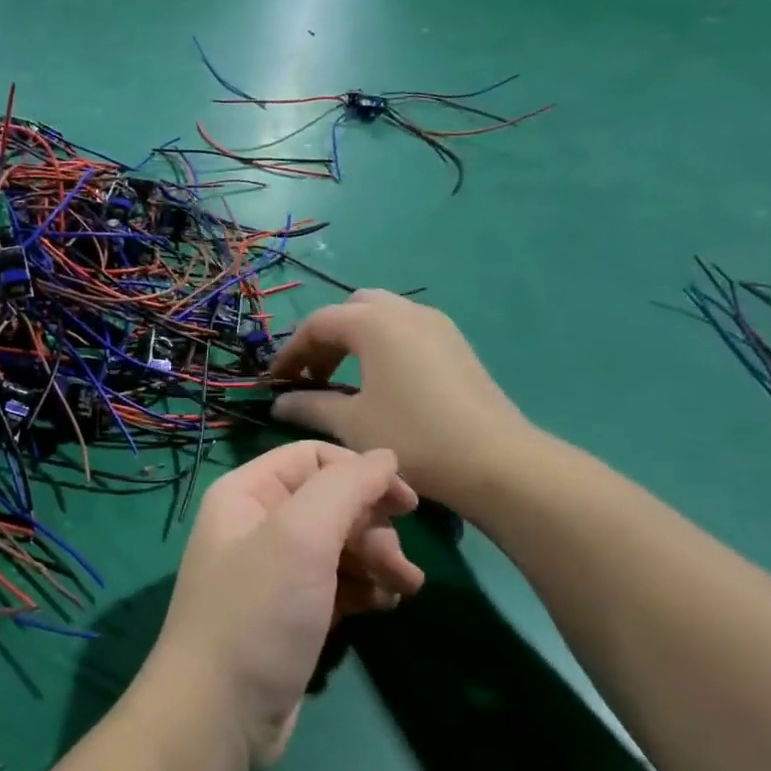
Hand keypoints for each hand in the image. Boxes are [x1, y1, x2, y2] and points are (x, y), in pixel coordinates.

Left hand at [140, 442, 422, 770]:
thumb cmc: (258, 613)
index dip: (362, 472)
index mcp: (247, 494)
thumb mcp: (302, 536)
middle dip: (373, 527)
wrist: (218, 715)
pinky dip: (363, 589)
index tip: (407, 503)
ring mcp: (272, 573)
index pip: (313, 458)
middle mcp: (257, 525)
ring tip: (405, 589)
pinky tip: (384, 608)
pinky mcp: (289, 614)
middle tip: (400, 565)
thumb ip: (346, 486)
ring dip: (376, 560)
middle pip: (331, 502)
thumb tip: (385, 456)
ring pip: (338, 546)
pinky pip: (335, 585)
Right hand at [270, 289, 533, 508]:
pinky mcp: (455, 343)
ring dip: (354, 340)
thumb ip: (309, 407)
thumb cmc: (412, 437)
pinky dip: (382, 345)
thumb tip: (278, 403)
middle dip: (325, 338)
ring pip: (381, 316)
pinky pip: (406, 329)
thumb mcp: (351, 424)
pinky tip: (381, 383)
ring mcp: (436, 324)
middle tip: (312, 376)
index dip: (290, 351)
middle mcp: (405, 310)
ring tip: (342, 381)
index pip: (318, 323)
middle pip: (351, 310)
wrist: (495, 461)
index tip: (275, 381)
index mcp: (374, 322)